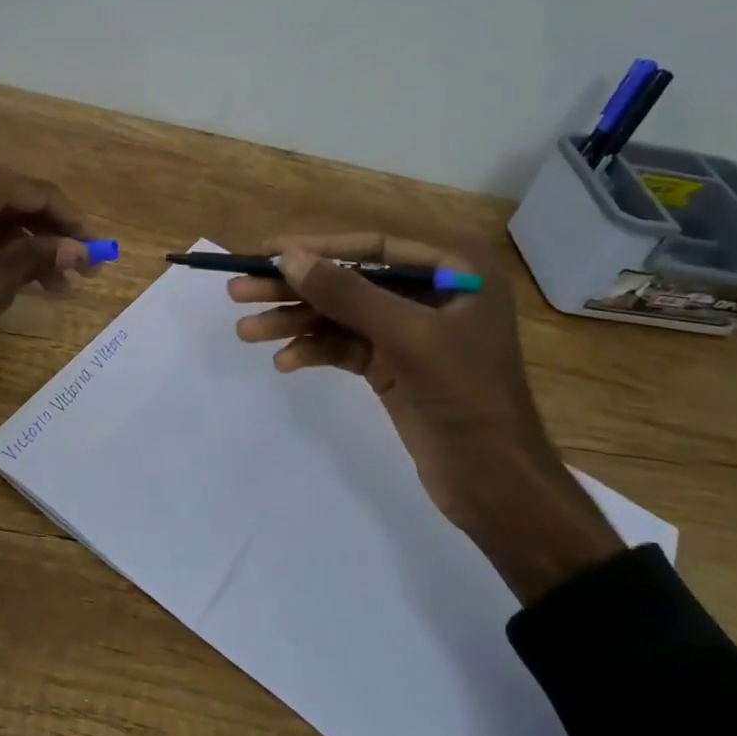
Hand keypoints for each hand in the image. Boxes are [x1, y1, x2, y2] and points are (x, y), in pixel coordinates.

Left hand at [0, 161, 93, 367]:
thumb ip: (39, 257)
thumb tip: (80, 250)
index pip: (41, 193)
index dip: (74, 223)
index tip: (98, 252)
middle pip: (20, 200)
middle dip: (53, 236)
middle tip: (80, 272)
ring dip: (28, 246)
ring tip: (54, 287)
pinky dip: (0, 247)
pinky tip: (18, 276)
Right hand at [231, 233, 623, 605]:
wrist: (497, 487)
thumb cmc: (468, 399)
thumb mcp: (409, 339)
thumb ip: (348, 295)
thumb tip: (288, 256)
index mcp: (456, 271)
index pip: (373, 248)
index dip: (318, 248)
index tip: (267, 252)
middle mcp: (432, 293)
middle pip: (350, 281)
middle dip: (295, 289)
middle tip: (239, 292)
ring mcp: (410, 332)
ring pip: (341, 315)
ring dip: (295, 323)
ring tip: (247, 333)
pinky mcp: (393, 365)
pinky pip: (344, 346)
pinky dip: (314, 351)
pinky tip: (285, 362)